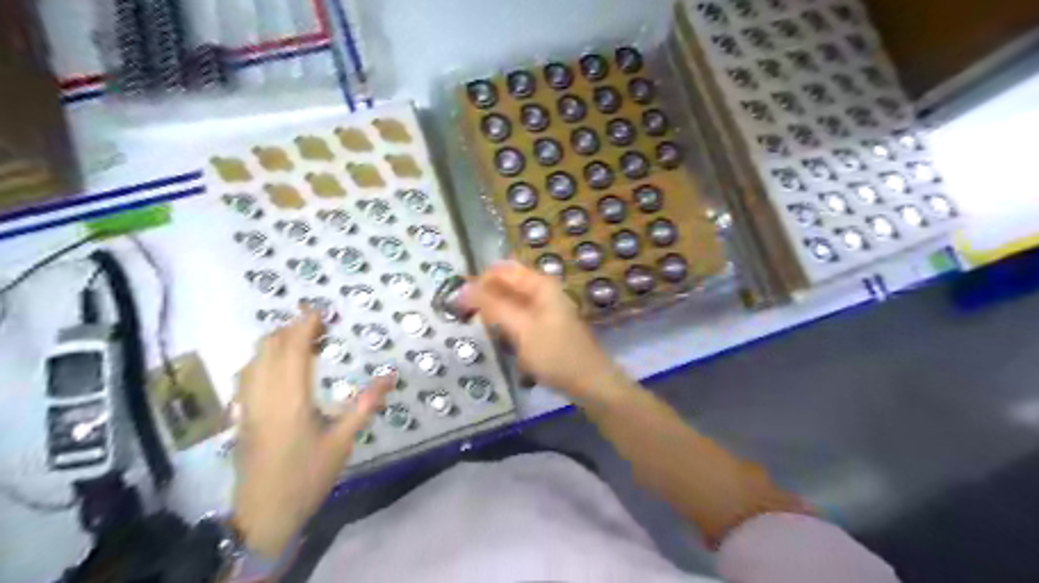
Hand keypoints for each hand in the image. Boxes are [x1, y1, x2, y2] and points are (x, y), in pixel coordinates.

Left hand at [230, 312, 394, 556]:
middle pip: (269, 347)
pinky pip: (247, 374)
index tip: (321, 311)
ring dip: (275, 341)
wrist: (265, 513)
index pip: (293, 349)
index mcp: (290, 399)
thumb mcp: (343, 441)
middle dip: (290, 328)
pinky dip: (262, 358)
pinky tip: (277, 365)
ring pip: (254, 359)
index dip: (305, 325)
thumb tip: (390, 376)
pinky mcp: (241, 415)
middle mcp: (264, 395)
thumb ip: (365, 405)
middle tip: (317, 324)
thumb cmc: (308, 475)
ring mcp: (247, 405)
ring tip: (300, 339)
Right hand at [460, 261, 614, 400]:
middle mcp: (543, 290)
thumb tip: (464, 289)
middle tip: (467, 318)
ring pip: (511, 302)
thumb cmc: (555, 354)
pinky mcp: (545, 326)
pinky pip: (519, 317)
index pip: (500, 270)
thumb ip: (493, 306)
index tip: (459, 303)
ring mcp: (545, 309)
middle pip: (506, 284)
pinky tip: (502, 339)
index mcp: (540, 284)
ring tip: (484, 330)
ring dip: (494, 313)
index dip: (478, 282)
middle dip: (485, 298)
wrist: (591, 382)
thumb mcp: (521, 328)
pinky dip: (506, 324)